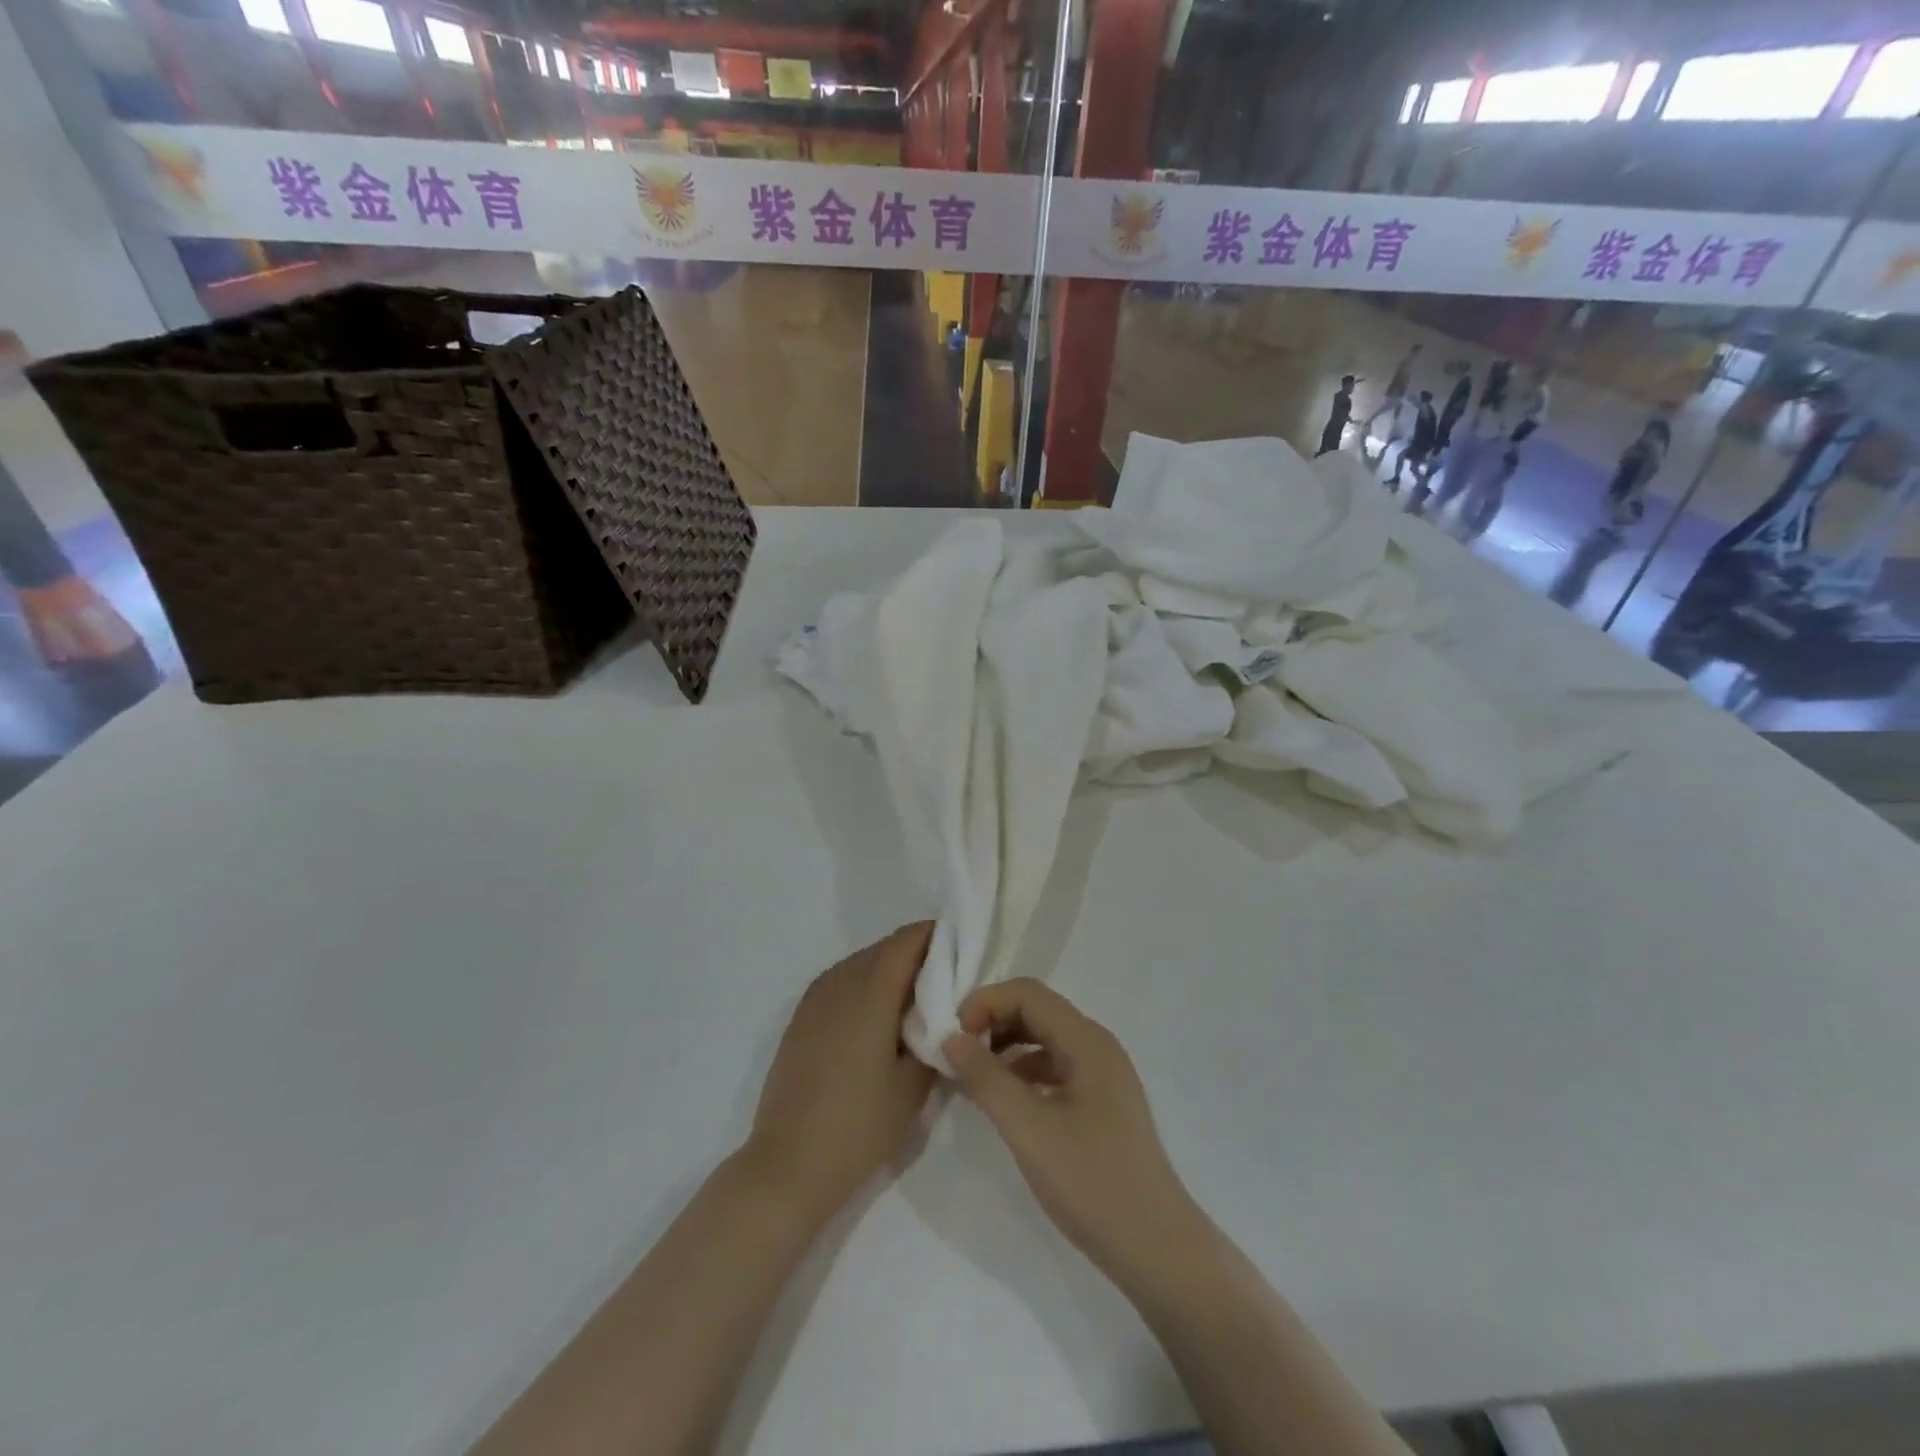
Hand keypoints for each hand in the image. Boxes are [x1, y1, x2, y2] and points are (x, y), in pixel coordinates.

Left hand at [746, 923, 937, 1218]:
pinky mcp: (800, 1021)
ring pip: (858, 964)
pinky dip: (863, 985)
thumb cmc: (858, 1127)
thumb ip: (933, 1041)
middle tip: (946, 975)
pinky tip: (876, 1016)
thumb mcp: (912, 1088)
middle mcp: (839, 984)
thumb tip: (942, 1019)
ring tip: (914, 997)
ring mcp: (813, 1002)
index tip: (960, 943)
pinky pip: (839, 983)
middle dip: (914, 953)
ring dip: (887, 968)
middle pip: (882, 949)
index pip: (905, 942)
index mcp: (870, 993)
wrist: (788, 1166)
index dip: (933, 934)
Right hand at [942, 980, 1204, 1280]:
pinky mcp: (1101, 1102)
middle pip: (1037, 1011)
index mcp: (1087, 1041)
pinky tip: (1004, 1101)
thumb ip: (986, 1078)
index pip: (1028, 994)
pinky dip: (1024, 1073)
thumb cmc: (1092, 1183)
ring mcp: (1103, 1074)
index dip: (986, 1002)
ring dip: (1006, 1047)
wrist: (1156, 1248)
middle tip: (956, 1052)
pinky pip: (1055, 1067)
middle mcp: (1097, 1046)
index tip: (952, 1035)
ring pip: (1045, 1040)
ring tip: (971, 1076)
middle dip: (993, 1021)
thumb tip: (950, 1038)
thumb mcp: (1028, 1129)